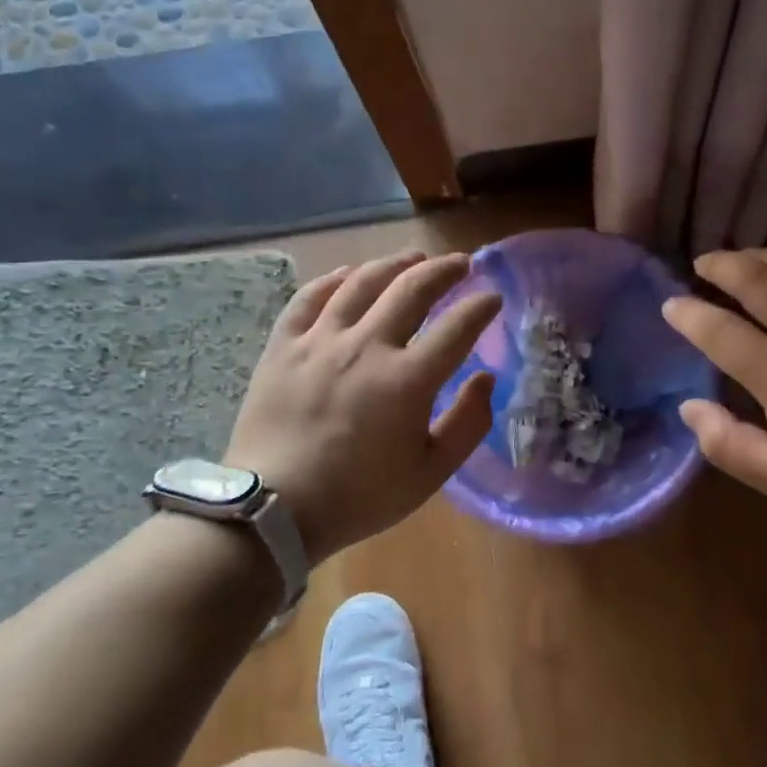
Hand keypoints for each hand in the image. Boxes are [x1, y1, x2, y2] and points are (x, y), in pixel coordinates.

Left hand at [224, 250, 499, 565]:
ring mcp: (320, 341)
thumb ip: (468, 424)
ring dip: (394, 264)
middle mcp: (367, 346)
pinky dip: (334, 279)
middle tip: (461, 264)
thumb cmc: (361, 496)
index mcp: (408, 380)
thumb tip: (486, 379)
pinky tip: (349, 274)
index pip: (457, 327)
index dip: (480, 306)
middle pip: (412, 289)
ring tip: (413, 257)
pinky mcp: (283, 346)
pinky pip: (310, 297)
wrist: (274, 509)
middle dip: (444, 270)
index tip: (493, 296)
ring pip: (362, 283)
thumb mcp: (431, 473)